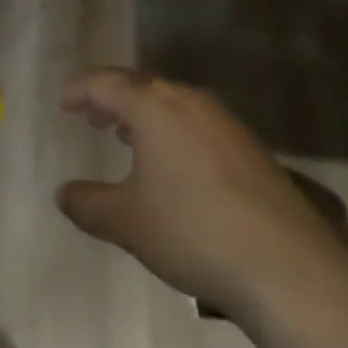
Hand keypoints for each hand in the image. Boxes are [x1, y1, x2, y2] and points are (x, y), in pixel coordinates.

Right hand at [57, 68, 347, 317]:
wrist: (285, 265)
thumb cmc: (192, 231)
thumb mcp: (127, 222)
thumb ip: (88, 204)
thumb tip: (62, 193)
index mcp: (153, 106)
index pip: (106, 83)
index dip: (81, 90)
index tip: (64, 102)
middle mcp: (188, 101)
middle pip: (142, 85)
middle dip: (113, 98)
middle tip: (93, 116)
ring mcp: (224, 121)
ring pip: (172, 102)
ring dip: (145, 114)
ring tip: (127, 136)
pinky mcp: (250, 146)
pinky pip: (198, 122)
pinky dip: (174, 130)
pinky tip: (175, 164)